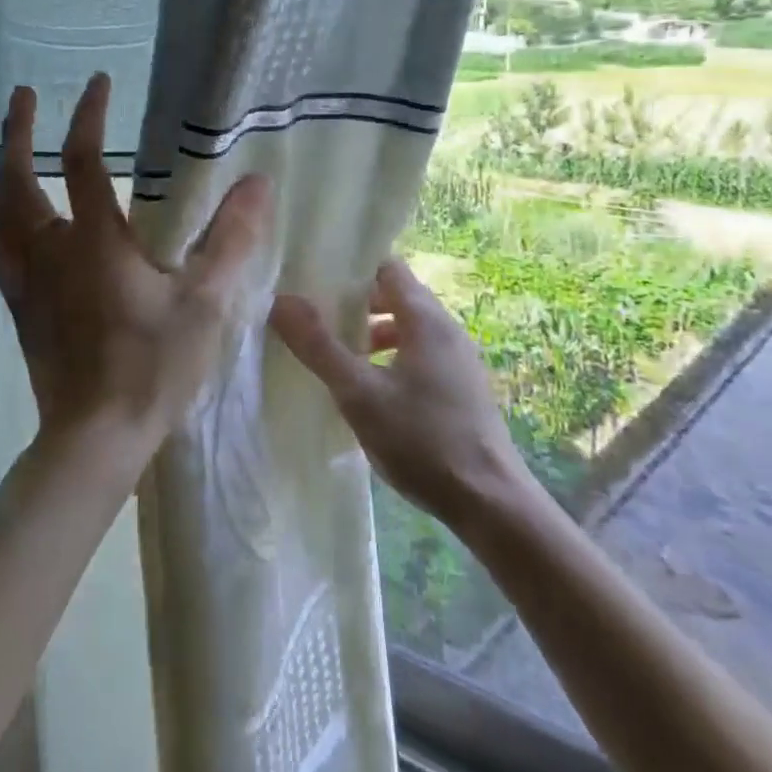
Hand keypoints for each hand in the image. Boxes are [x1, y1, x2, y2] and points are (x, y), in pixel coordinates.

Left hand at [0, 75, 272, 460]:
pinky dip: (0, 216)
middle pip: (16, 180)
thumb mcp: (204, 303)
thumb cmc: (151, 367)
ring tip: (11, 148)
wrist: (94, 438)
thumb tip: (257, 183)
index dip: (87, 116)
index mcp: (92, 243)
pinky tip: (10, 218)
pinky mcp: (19, 307)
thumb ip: (232, 241)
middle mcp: (48, 252)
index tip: (97, 82)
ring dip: (2, 171)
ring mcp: (26, 281)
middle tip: (22, 97)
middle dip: (18, 132)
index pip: (82, 162)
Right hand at [270, 258, 534, 525]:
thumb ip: (318, 346)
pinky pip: (419, 353)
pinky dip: (391, 357)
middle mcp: (446, 329)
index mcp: (425, 319)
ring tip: (337, 355)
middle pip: (396, 295)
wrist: (490, 505)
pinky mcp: (461, 388)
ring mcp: (458, 359)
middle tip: (317, 317)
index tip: (316, 278)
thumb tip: (280, 301)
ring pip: (407, 327)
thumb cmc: (422, 440)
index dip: (352, 268)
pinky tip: (369, 389)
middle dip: (356, 302)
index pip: (387, 266)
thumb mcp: (359, 394)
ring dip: (372, 333)